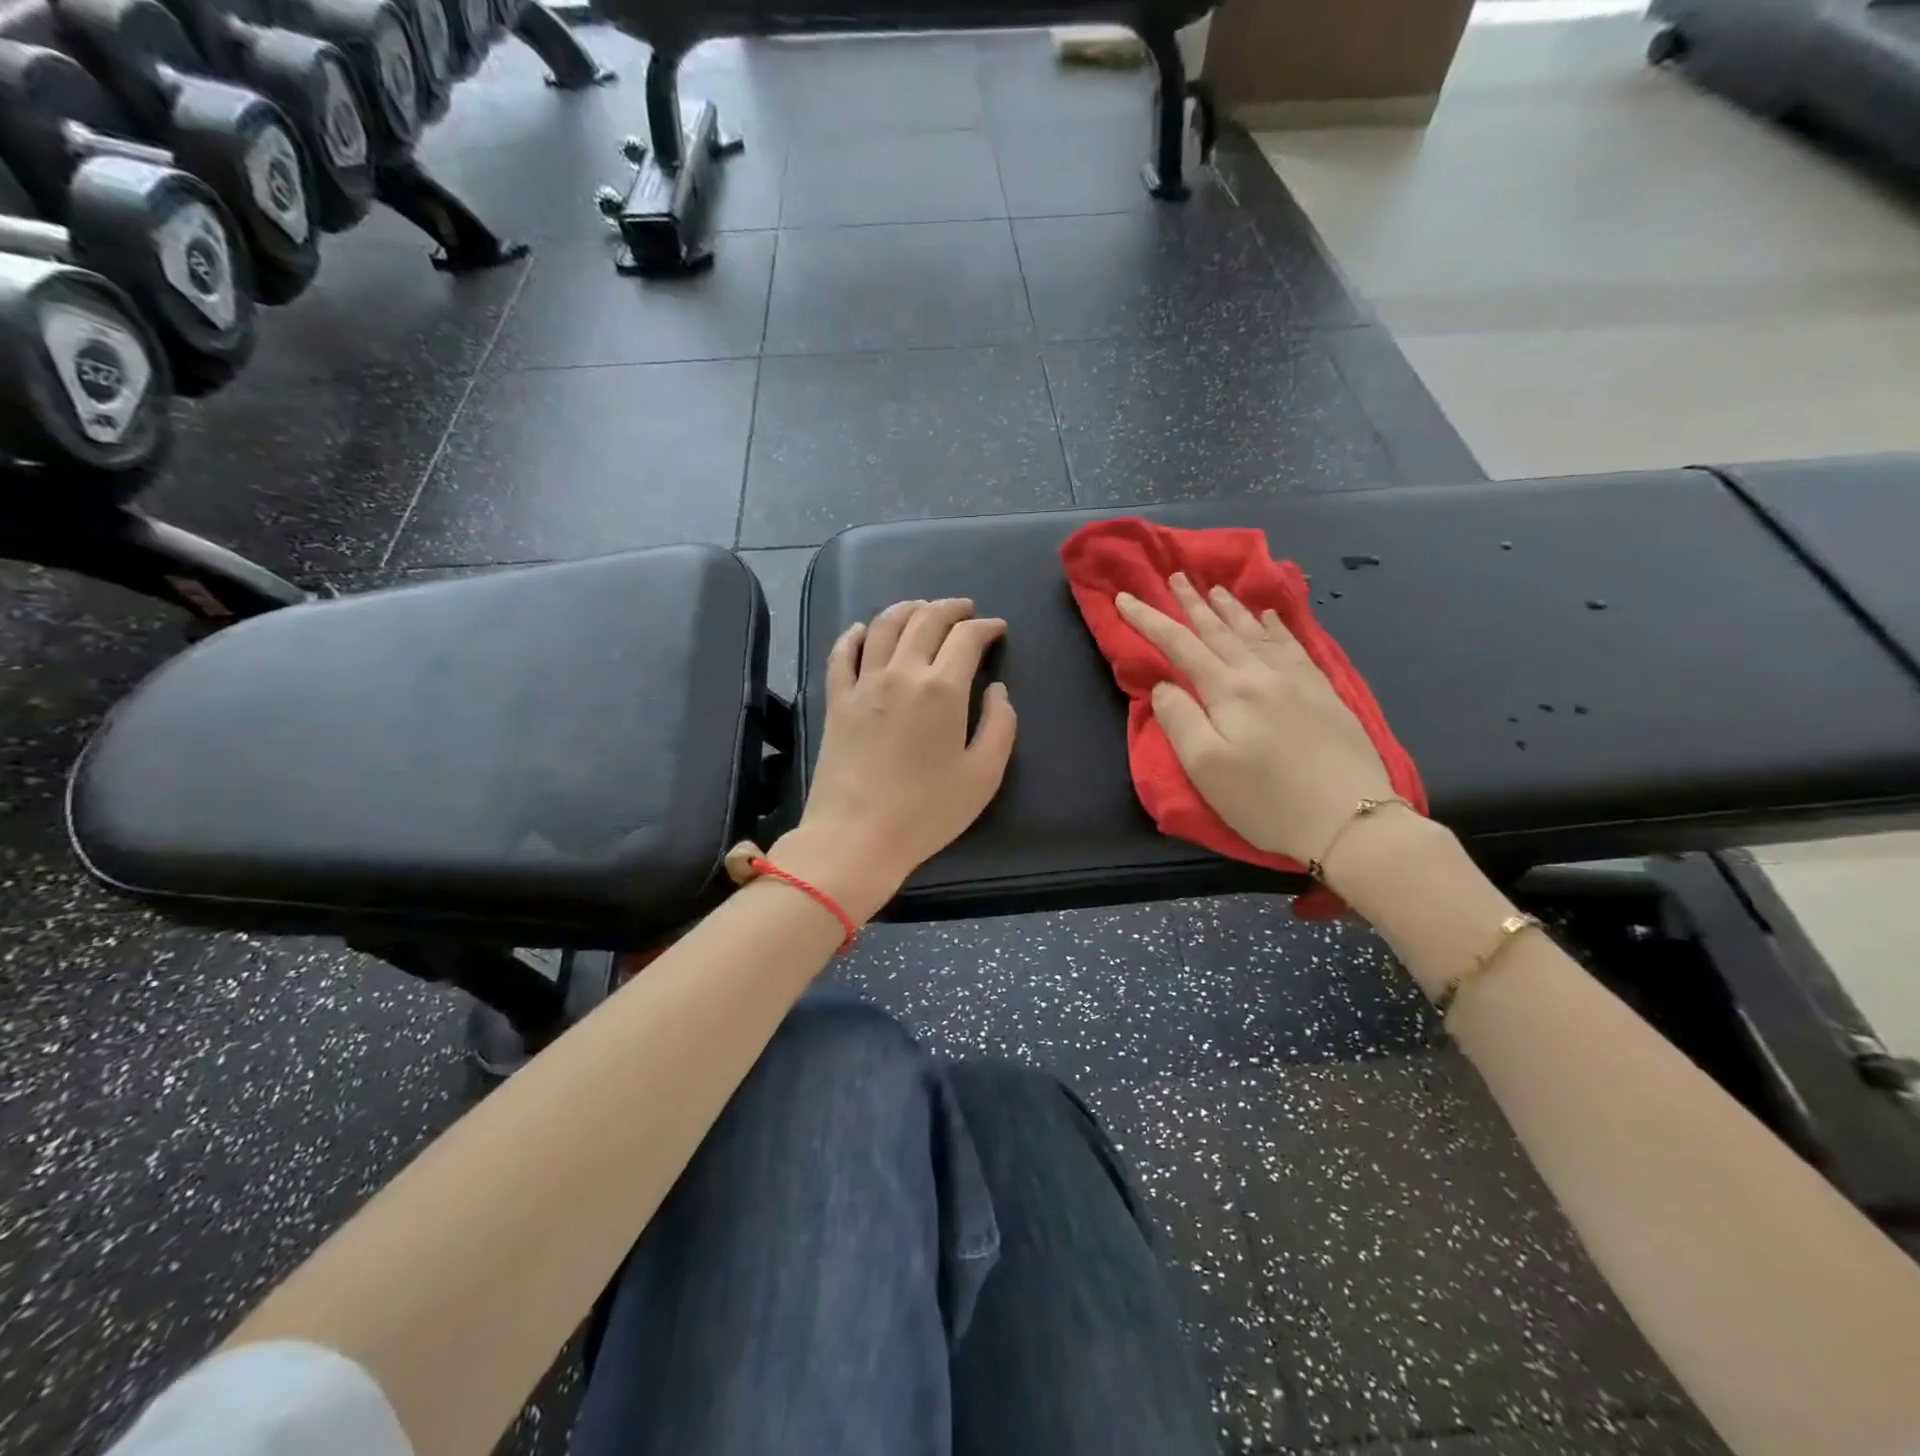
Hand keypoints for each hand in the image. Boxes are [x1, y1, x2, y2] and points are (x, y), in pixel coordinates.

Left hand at [776, 598, 1016, 921]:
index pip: (967, 638)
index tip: (997, 629)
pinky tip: (864, 629)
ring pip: (884, 626)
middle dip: (950, 608)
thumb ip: (1000, 725)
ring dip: (907, 609)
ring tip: (922, 608)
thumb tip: (998, 691)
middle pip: (926, 620)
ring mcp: (863, 684)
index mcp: (943, 689)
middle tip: (965, 609)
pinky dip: (856, 634)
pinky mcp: (836, 700)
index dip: (986, 627)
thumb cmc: (927, 811)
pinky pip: (843, 654)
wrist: (856, 835)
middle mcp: (902, 673)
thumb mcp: (984, 775)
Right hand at [1116, 573, 1392, 865]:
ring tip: (1215, 588)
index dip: (1149, 619)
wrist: (1349, 819)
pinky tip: (1270, 616)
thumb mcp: (1206, 768)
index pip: (1180, 645)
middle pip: (1219, 629)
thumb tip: (1164, 685)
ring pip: (1256, 631)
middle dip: (1192, 602)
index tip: (1126, 597)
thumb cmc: (1266, 800)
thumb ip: (1179, 720)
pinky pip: (1293, 644)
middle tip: (1175, 576)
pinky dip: (1276, 625)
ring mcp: (1297, 680)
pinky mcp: (1324, 692)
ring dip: (1231, 608)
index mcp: (1228, 691)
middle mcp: (1262, 674)